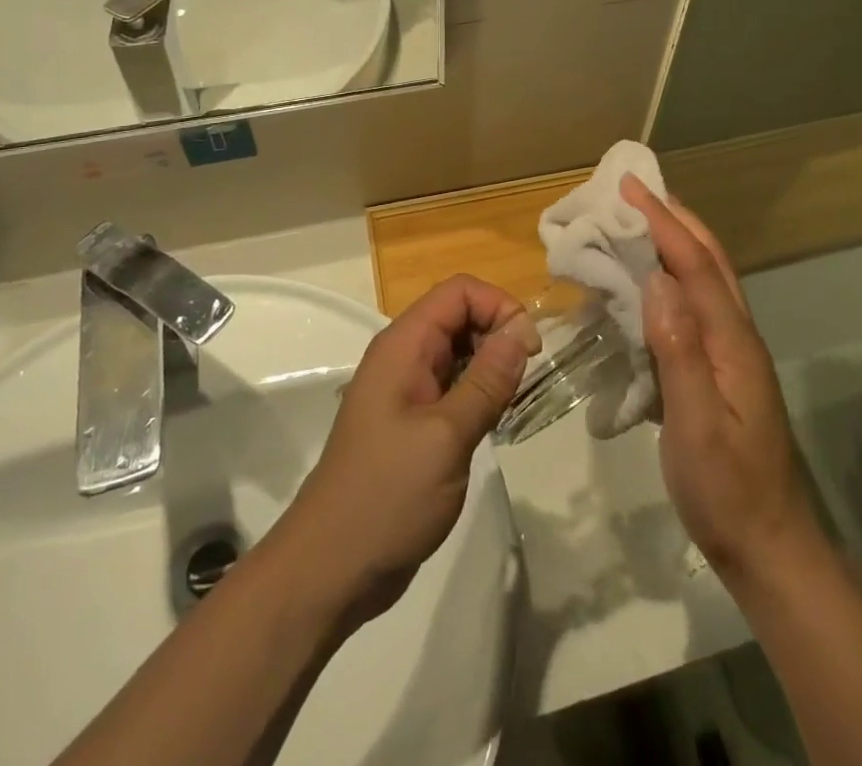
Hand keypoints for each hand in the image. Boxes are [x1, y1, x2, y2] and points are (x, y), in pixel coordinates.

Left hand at [270, 274, 539, 621]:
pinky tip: (495, 419)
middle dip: (498, 332)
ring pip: (459, 351)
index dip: (498, 305)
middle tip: (527, 376)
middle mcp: (404, 357)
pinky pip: (453, 385)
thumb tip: (522, 329)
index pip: (458, 292)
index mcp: (403, 345)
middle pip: (459, 315)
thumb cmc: (387, 496)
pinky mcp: (413, 421)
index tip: (529, 348)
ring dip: (492, 363)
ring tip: (515, 398)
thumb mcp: (447, 436)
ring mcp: (406, 390)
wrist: (332, 569)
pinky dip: (479, 390)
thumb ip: (487, 380)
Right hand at [622, 176, 823, 585]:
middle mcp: (736, 335)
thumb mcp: (696, 425)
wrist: (769, 549)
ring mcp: (731, 353)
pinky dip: (670, 279)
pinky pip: (694, 307)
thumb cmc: (727, 490)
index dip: (663, 222)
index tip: (630, 187)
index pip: (695, 265)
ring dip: (675, 242)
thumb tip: (656, 280)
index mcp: (732, 341)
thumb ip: (678, 350)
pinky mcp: (720, 371)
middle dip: (674, 218)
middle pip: (709, 261)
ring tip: (637, 223)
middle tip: (635, 190)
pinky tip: (646, 287)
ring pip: (705, 280)